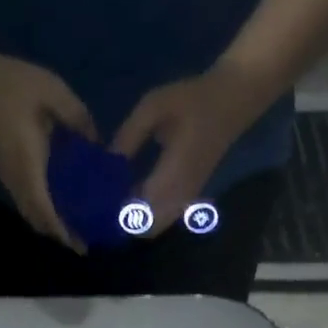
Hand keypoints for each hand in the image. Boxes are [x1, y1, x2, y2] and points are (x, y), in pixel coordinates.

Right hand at [0, 49, 96, 250]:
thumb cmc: (8, 84)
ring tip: (76, 228)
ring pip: (30, 213)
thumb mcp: (52, 92)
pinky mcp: (4, 171)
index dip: (62, 230)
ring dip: (50, 224)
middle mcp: (17, 179)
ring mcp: (8, 177)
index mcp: (29, 164)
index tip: (80, 245)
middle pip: (37, 220)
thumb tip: (97, 143)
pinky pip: (26, 201)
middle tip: (85, 241)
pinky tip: (59, 205)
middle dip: (60, 234)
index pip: (45, 209)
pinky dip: (43, 211)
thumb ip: (78, 118)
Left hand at [111, 62, 269, 234]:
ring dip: (133, 219)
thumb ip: (128, 137)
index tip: (94, 203)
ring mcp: (186, 199)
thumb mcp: (154, 107)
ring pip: (154, 227)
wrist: (234, 98)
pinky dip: (144, 214)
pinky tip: (128, 193)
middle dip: (121, 223)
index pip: (137, 214)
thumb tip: (104, 162)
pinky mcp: (188, 196)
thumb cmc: (193, 99)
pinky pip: (162, 217)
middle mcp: (180, 196)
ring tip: (111, 199)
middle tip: (100, 204)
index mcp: (172, 177)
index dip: (114, 215)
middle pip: (145, 230)